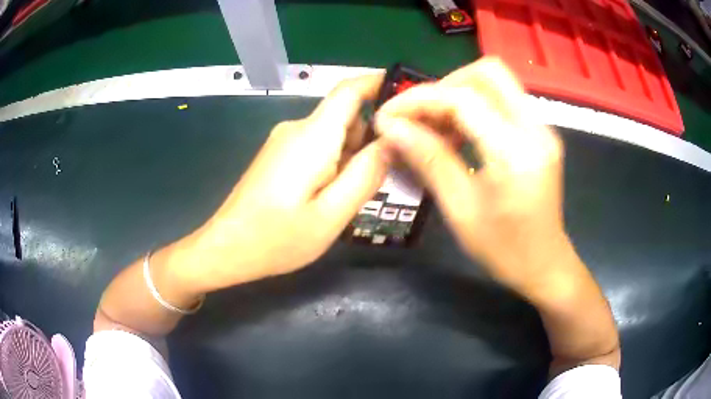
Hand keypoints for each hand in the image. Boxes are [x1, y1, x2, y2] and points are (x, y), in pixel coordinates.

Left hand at [178, 74, 388, 291]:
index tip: (409, 99)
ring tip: (356, 196)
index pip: (350, 89)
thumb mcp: (331, 214)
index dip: (381, 83)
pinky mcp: (279, 155)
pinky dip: (336, 163)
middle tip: (391, 175)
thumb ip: (366, 174)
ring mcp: (285, 141)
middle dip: (373, 138)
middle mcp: (298, 128)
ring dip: (354, 156)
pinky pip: (318, 147)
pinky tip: (332, 197)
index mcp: (313, 135)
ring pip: (334, 135)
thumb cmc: (277, 238)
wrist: (226, 249)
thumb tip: (393, 140)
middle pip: (347, 116)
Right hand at [374, 58, 568, 296]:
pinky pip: (505, 101)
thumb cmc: (503, 249)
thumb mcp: (460, 209)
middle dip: (446, 84)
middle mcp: (536, 129)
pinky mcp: (541, 133)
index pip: (464, 99)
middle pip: (488, 72)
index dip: (420, 99)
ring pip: (497, 82)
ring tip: (435, 125)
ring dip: (460, 93)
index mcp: (516, 152)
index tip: (390, 114)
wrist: (544, 264)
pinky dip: (476, 106)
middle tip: (421, 114)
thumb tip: (391, 127)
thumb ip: (428, 159)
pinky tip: (459, 133)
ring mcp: (543, 128)